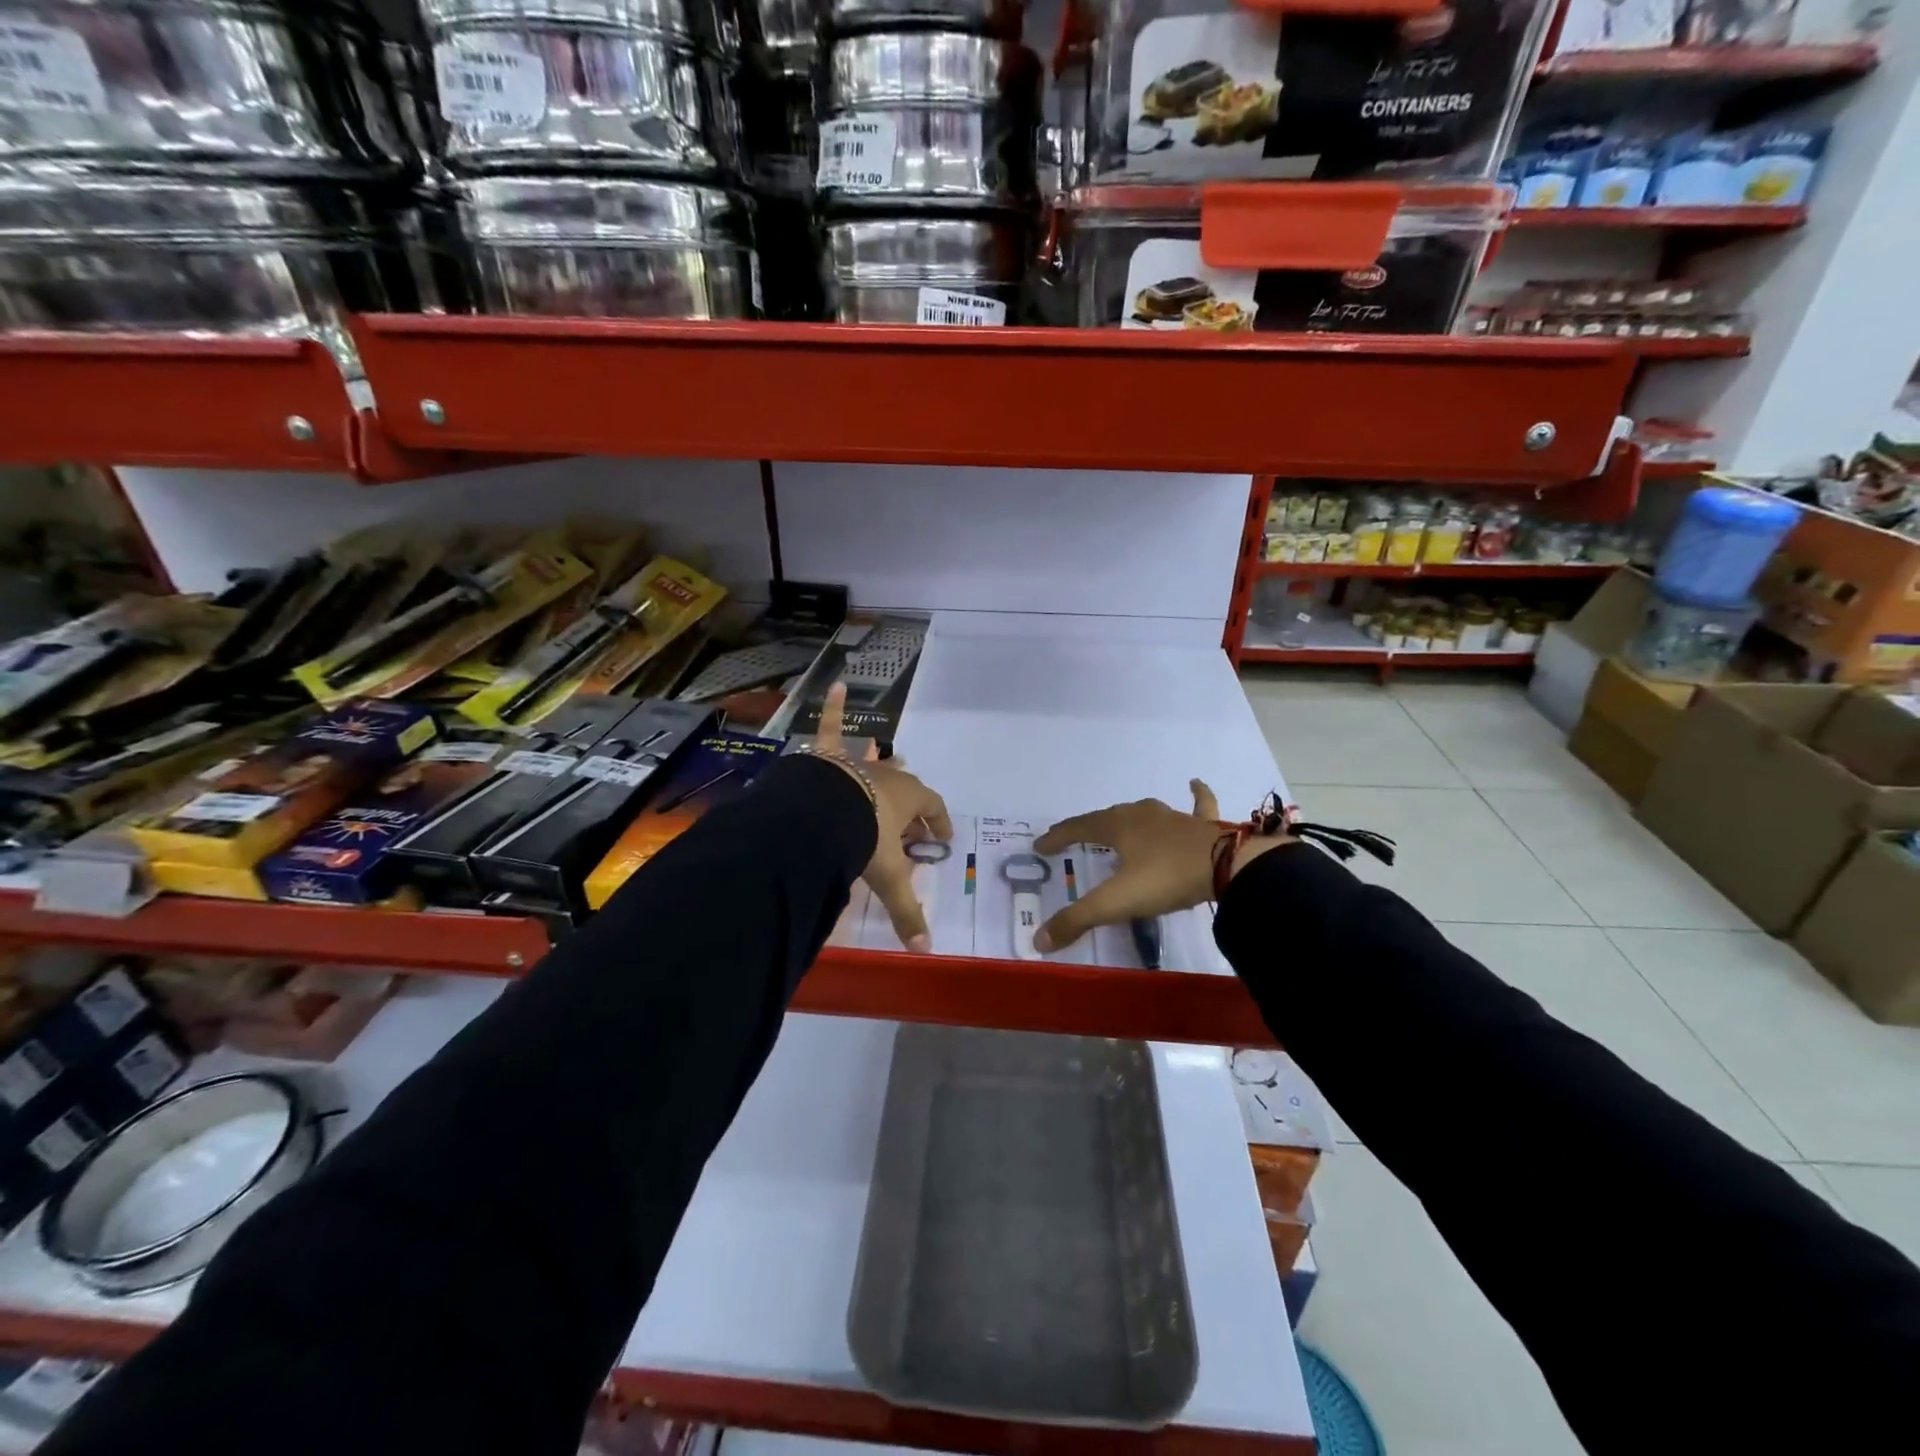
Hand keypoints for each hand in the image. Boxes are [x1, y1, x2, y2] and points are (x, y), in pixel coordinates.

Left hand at [815, 683, 951, 951]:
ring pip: (875, 762)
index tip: (940, 838)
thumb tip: (925, 951)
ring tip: (883, 761)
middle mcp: (887, 777)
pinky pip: (829, 727)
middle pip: (906, 788)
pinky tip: (834, 684)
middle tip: (907, 826)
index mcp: (908, 801)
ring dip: (880, 766)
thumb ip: (905, 912)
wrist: (820, 815)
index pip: (933, 809)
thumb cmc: (862, 841)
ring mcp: (857, 763)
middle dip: (910, 805)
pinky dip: (831, 708)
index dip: (939, 823)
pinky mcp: (827, 756)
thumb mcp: (887, 878)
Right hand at [1031, 780, 1289, 952]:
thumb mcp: (1116, 902)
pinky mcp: (1203, 825)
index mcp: (1117, 827)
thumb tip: (1038, 941)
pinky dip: (1195, 794)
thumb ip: (1077, 920)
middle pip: (1107, 817)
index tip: (1041, 846)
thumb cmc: (1165, 878)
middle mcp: (1141, 815)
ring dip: (1128, 817)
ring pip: (1144, 811)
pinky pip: (1197, 804)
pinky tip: (1194, 782)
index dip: (1058, 837)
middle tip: (1075, 837)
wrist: (1228, 866)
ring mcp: (1174, 817)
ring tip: (1119, 822)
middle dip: (1089, 827)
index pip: (1078, 828)